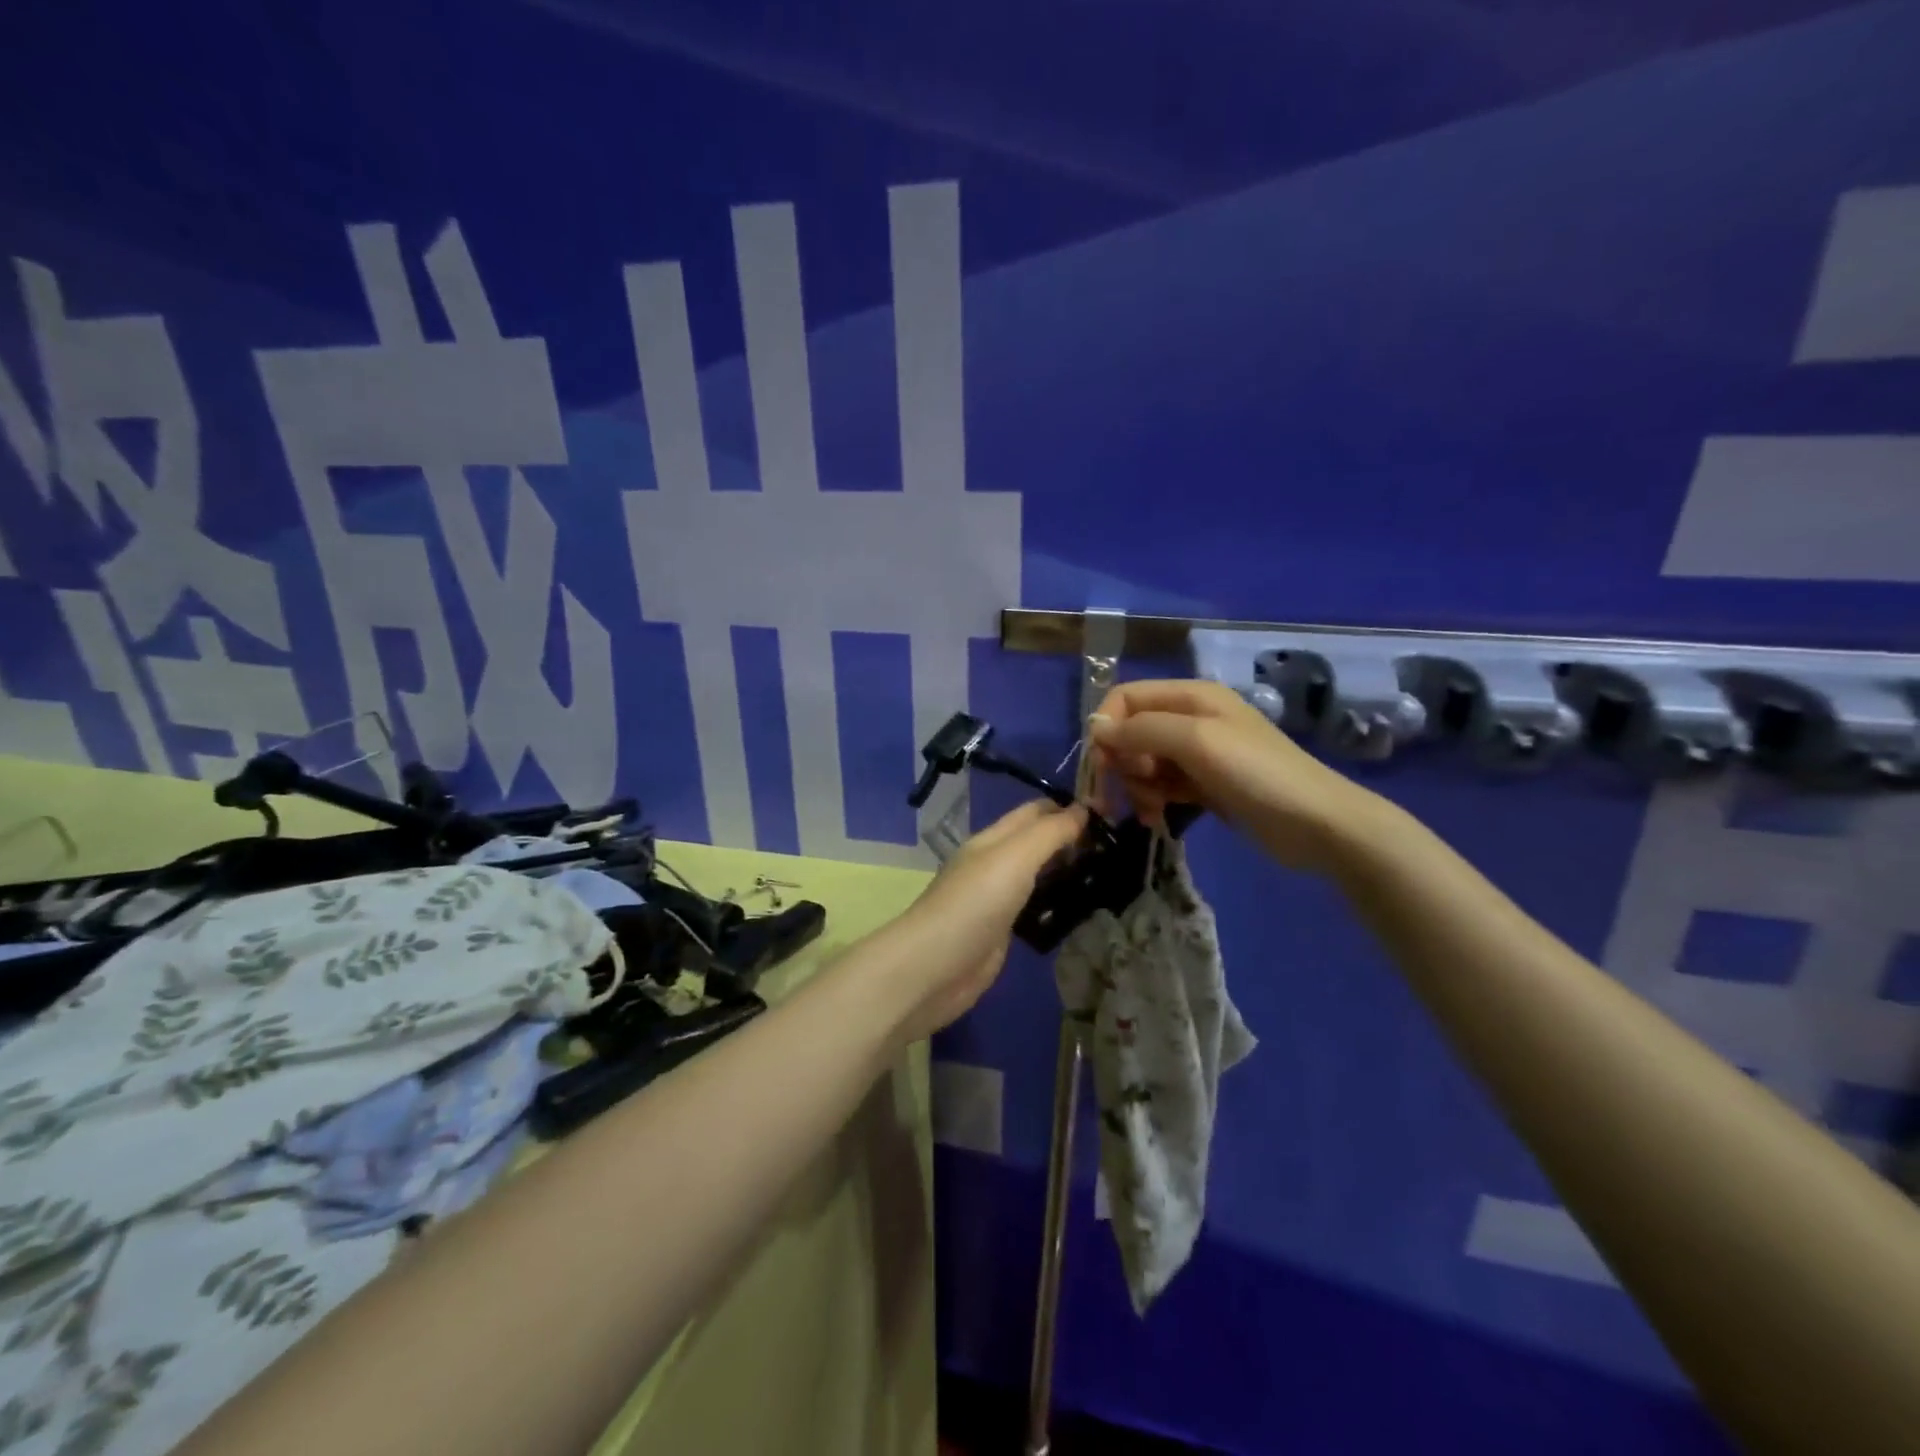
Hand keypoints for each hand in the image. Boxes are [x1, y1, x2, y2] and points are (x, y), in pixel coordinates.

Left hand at [876, 800, 1087, 1040]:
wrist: (934, 969)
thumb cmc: (974, 904)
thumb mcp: (1014, 857)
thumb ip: (1049, 833)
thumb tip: (1083, 809)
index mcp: (993, 839)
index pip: (1035, 811)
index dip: (1069, 807)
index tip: (1111, 813)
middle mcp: (994, 864)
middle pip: (1037, 841)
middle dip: (1072, 839)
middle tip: (1117, 847)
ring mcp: (997, 899)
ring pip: (1038, 875)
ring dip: (1067, 871)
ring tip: (1109, 874)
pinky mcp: (1002, 932)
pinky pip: (1034, 908)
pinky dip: (1057, 903)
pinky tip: (1082, 909)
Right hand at [1089, 678, 1383, 872]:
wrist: (1316, 824)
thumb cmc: (1257, 774)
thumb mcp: (1197, 741)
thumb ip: (1142, 730)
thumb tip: (1096, 728)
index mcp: (1191, 696)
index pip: (1126, 698)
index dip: (1107, 727)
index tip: (1102, 764)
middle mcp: (1191, 718)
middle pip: (1131, 732)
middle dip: (1121, 762)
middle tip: (1132, 791)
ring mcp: (1198, 754)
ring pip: (1142, 762)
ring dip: (1136, 786)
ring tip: (1150, 810)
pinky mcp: (1204, 785)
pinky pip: (1161, 785)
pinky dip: (1153, 799)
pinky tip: (1157, 818)